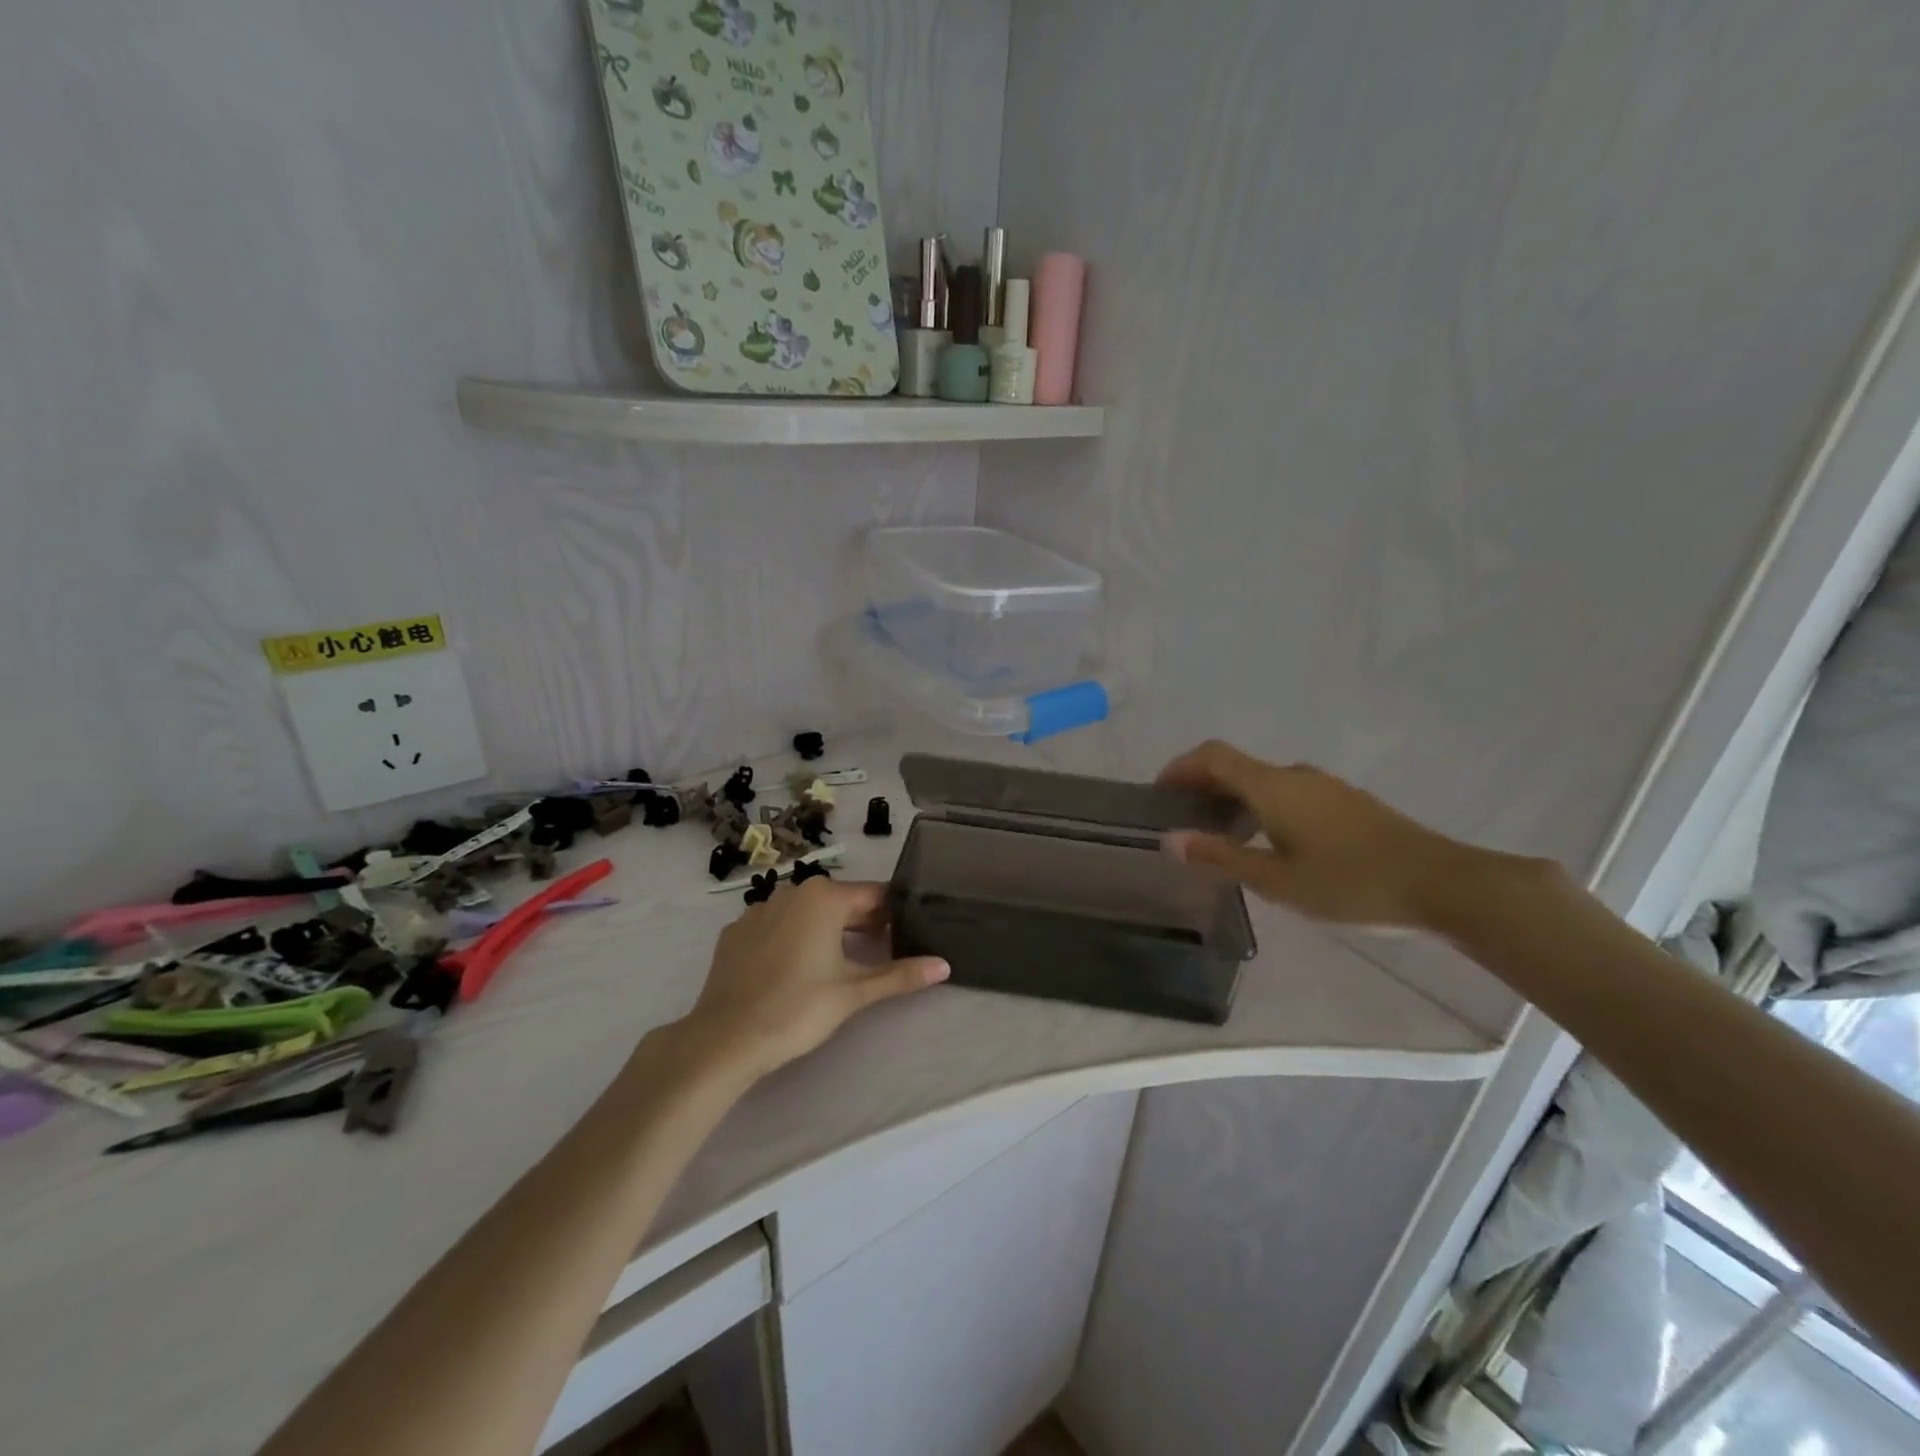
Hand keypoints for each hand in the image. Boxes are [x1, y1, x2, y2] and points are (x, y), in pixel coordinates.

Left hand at [677, 878, 948, 1082]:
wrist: (724, 1039)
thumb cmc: (797, 1009)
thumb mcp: (854, 992)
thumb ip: (900, 975)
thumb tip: (944, 966)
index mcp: (824, 897)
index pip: (874, 896)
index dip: (894, 915)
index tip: (908, 935)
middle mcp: (791, 891)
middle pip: (840, 902)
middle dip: (863, 923)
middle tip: (882, 953)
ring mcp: (758, 910)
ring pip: (806, 913)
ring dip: (828, 930)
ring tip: (842, 963)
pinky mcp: (736, 933)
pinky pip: (776, 926)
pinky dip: (793, 939)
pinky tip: (796, 970)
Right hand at [1157, 740, 1475, 929]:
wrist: (1442, 885)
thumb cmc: (1350, 883)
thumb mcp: (1276, 879)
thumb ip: (1220, 856)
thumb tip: (1169, 839)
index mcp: (1272, 786)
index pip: (1213, 756)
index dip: (1180, 767)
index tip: (1158, 793)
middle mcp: (1295, 775)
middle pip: (1236, 765)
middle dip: (1203, 785)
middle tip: (1183, 820)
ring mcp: (1325, 786)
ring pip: (1263, 780)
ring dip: (1233, 797)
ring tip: (1220, 836)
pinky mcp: (1345, 802)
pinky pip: (1287, 791)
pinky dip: (1261, 805)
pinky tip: (1268, 842)